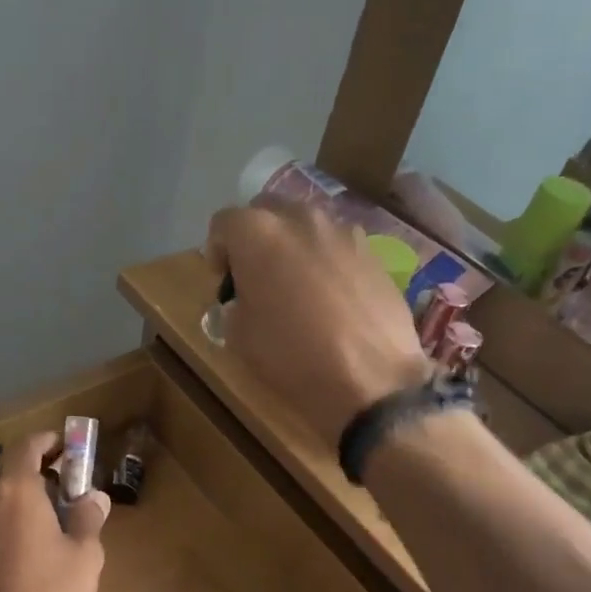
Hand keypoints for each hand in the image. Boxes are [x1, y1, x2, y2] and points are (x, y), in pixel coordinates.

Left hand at [0, 433, 108, 591]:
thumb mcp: (84, 559)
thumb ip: (87, 519)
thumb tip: (92, 497)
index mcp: (14, 493)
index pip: (25, 447)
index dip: (46, 441)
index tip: (65, 446)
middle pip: (4, 474)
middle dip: (33, 473)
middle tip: (62, 488)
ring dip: (16, 503)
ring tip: (45, 526)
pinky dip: (1, 530)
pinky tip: (20, 560)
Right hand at [206, 200, 432, 443]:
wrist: (371, 380)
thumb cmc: (292, 357)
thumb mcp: (240, 337)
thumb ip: (234, 304)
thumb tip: (243, 299)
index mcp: (258, 233)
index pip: (224, 222)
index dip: (217, 251)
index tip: (222, 281)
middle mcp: (301, 218)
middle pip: (266, 211)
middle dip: (255, 238)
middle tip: (256, 278)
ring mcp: (343, 231)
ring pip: (305, 226)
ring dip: (292, 247)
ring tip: (296, 288)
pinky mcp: (373, 252)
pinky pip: (336, 246)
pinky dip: (325, 262)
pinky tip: (330, 299)